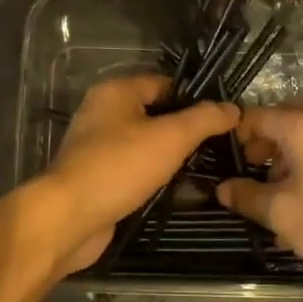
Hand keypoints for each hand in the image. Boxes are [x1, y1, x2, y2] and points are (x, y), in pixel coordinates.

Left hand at [37, 74, 239, 275]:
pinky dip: (153, 175)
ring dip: (170, 156)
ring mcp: (97, 145)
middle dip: (185, 130)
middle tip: (219, 147)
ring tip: (204, 169)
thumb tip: (232, 108)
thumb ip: (203, 120)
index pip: (165, 84)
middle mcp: (103, 112)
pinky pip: (133, 167)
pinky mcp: (97, 175)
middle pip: (155, 113)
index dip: (195, 99)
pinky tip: (176, 189)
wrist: (69, 217)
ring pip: (145, 142)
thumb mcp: (170, 138)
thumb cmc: (119, 167)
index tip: (223, 121)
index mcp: (117, 91)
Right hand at [217, 106, 302, 301]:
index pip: (255, 117)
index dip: (234, 139)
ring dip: (285, 164)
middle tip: (248, 183)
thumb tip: (222, 189)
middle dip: (261, 151)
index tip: (223, 166)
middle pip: (282, 125)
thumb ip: (247, 197)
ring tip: (274, 203)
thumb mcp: (283, 215)